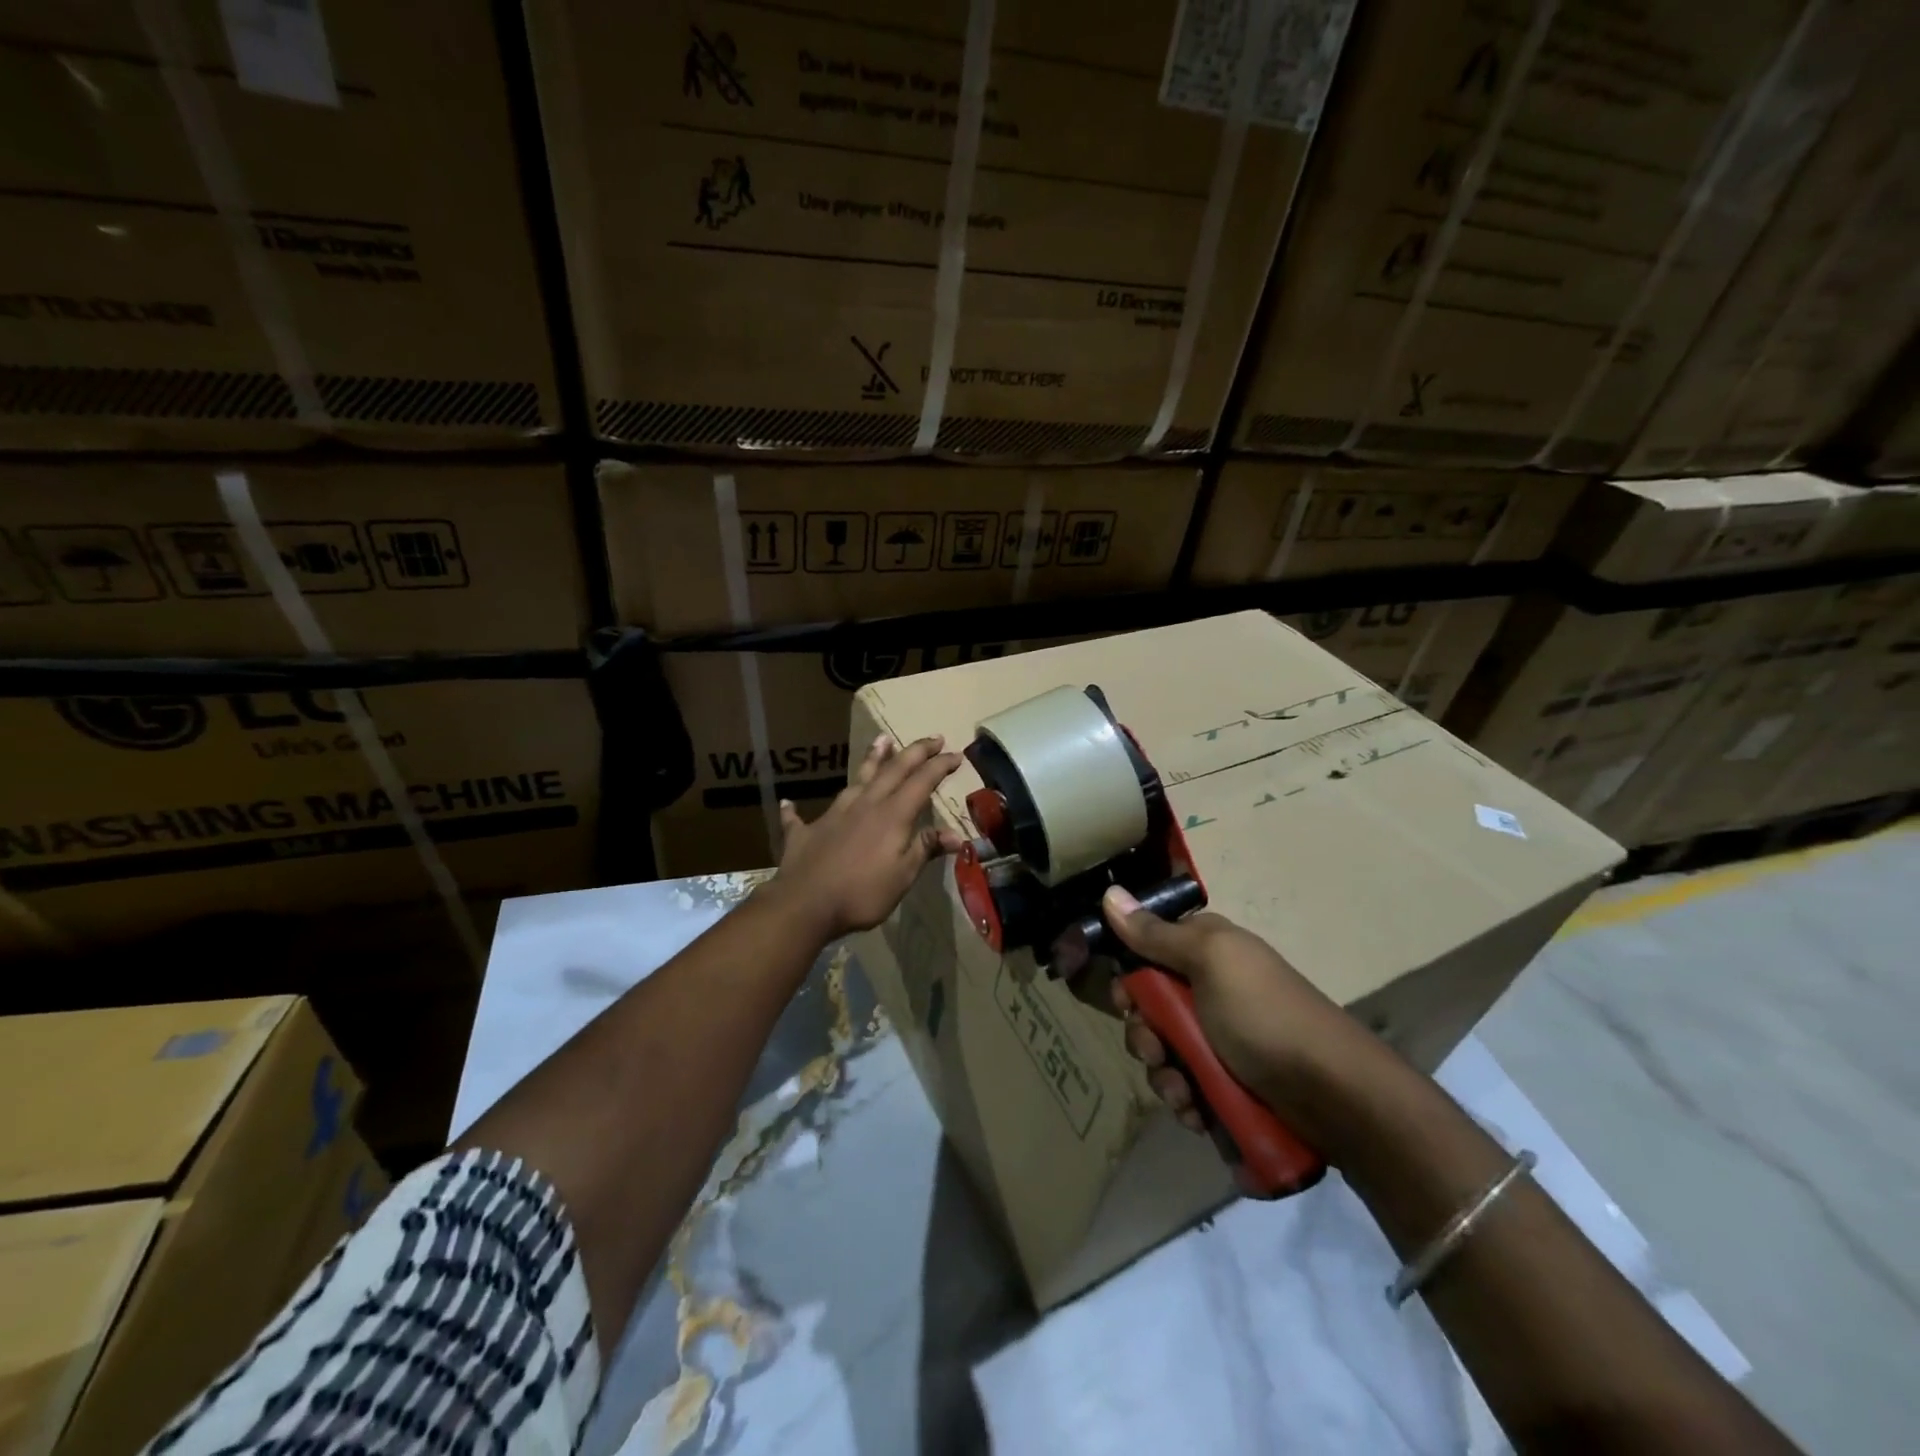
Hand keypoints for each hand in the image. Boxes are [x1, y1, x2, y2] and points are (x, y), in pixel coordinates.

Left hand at [765, 734, 965, 943]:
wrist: (805, 904)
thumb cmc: (862, 893)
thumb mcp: (902, 876)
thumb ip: (924, 849)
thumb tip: (955, 834)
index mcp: (892, 816)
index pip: (921, 782)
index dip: (940, 766)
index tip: (957, 754)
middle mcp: (864, 805)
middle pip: (893, 770)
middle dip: (915, 752)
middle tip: (933, 738)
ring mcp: (833, 814)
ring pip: (857, 779)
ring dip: (872, 759)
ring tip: (882, 740)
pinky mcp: (805, 831)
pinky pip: (799, 817)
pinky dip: (795, 810)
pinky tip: (789, 803)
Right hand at [1102, 885, 1388, 1157]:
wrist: (1334, 1096)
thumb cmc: (1264, 1015)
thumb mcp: (1210, 962)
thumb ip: (1156, 934)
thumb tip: (1110, 893)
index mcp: (1206, 952)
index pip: (1146, 953)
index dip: (1129, 979)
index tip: (1125, 1001)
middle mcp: (1210, 990)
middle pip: (1149, 1009)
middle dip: (1144, 1035)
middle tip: (1155, 1050)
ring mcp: (1220, 1040)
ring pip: (1164, 1053)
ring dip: (1164, 1076)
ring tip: (1184, 1093)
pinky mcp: (1228, 1084)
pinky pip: (1187, 1088)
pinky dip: (1186, 1102)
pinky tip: (1198, 1113)